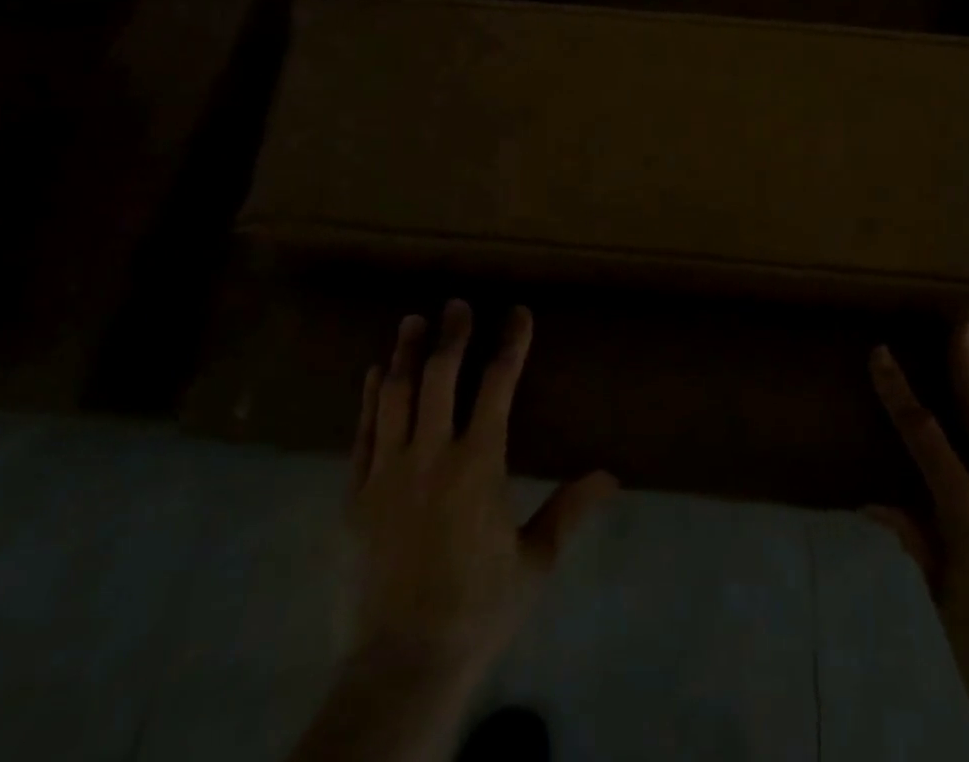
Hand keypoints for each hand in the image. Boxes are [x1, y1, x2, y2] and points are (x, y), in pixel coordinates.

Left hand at [291, 301, 616, 761]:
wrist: (402, 665)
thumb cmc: (477, 608)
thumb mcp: (534, 561)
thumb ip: (569, 510)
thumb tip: (612, 476)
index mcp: (478, 464)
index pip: (498, 385)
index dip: (510, 343)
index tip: (518, 313)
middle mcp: (430, 456)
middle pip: (440, 377)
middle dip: (452, 335)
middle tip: (458, 303)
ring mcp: (387, 473)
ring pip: (396, 396)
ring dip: (406, 353)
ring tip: (413, 320)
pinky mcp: (356, 496)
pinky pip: (362, 433)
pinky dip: (369, 398)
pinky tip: (374, 373)